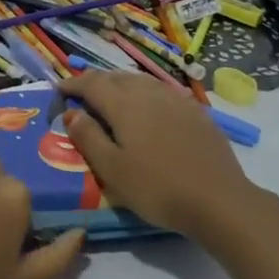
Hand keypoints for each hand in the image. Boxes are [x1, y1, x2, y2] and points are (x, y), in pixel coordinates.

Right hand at [57, 71, 259, 240]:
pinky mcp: (197, 113)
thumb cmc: (157, 188)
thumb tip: (72, 113)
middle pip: (117, 77)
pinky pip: (162, 93)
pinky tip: (148, 112)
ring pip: (141, 82)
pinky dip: (145, 95)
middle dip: (96, 83)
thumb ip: (88, 138)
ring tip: (111, 101)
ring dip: (121, 86)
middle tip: (82, 96)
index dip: (73, 84)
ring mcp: (177, 100)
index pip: (92, 83)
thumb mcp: (112, 170)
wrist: (220, 201)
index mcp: (124, 104)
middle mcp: (149, 93)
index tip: (58, 90)